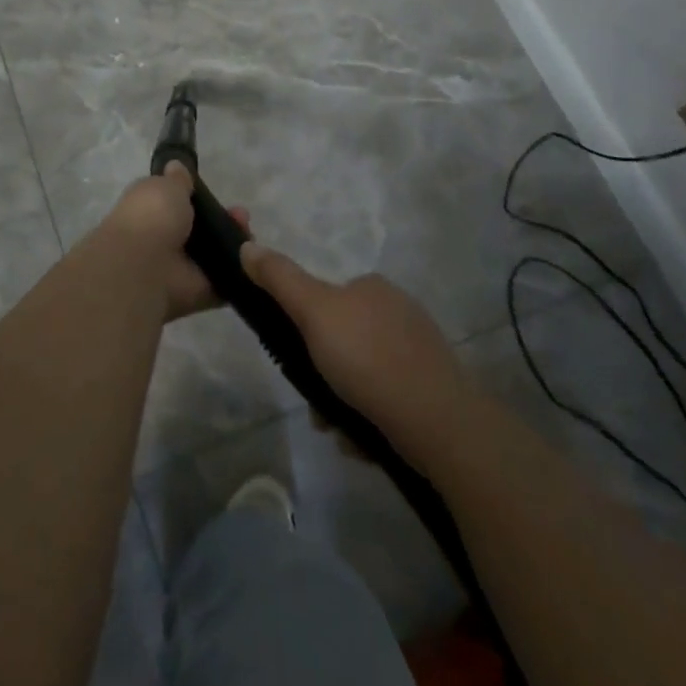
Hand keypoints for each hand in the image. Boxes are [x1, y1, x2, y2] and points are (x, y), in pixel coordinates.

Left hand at [97, 162, 250, 322]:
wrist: (144, 266)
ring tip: (249, 234)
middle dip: (224, 221)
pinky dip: (240, 274)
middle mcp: (165, 240)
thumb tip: (176, 166)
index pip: (177, 203)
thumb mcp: (165, 186)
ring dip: (235, 244)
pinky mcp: (200, 293)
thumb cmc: (151, 217)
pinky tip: (255, 261)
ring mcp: (182, 269)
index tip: (215, 192)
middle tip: (242, 215)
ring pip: (216, 254)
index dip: (198, 198)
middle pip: (202, 230)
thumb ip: (177, 180)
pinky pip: (224, 282)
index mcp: (151, 211)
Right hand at [238, 244, 466, 458]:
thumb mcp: (313, 311)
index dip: (307, 329)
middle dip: (323, 374)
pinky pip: (387, 401)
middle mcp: (400, 312)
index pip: (328, 299)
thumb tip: (247, 245)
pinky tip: (363, 440)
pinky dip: (369, 419)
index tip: (296, 359)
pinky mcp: (433, 392)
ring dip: (342, 402)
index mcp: (373, 287)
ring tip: (337, 430)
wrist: (438, 424)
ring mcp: (420, 353)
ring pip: (363, 375)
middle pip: (343, 341)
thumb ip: (279, 279)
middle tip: (315, 404)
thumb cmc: (368, 358)